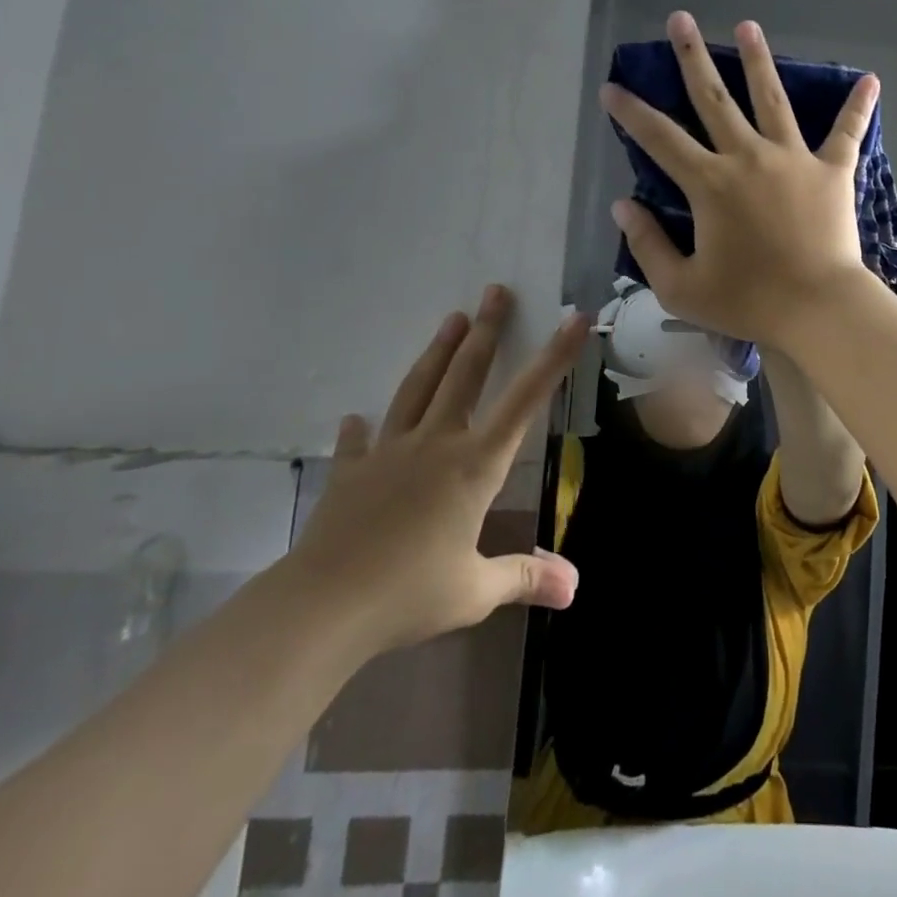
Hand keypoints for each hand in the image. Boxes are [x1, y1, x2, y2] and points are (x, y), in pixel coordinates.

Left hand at [281, 286, 587, 652]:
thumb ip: (525, 579)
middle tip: (496, 290)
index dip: (554, 358)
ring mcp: (389, 453)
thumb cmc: (409, 593)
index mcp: (475, 465)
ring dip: (438, 351)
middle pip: (465, 375)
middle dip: (486, 330)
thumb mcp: (475, 591)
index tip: (573, 319)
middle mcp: (436, 444)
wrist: (322, 607)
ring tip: (451, 319)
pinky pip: (359, 442)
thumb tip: (574, 588)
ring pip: (418, 389)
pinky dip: (360, 428)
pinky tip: (356, 417)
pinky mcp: (351, 473)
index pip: (525, 400)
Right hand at [600, 11, 880, 347]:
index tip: (612, 87)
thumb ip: (647, 244)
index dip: (631, 112)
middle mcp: (748, 158)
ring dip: (758, 61)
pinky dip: (858, 107)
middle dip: (692, 57)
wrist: (817, 309)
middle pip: (714, 99)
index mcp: (710, 184)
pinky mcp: (832, 171)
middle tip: (680, 19)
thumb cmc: (748, 302)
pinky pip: (847, 133)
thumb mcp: (680, 288)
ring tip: (747, 26)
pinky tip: (870, 79)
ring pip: (772, 99)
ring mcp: (794, 159)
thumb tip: (623, 205)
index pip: (660, 139)